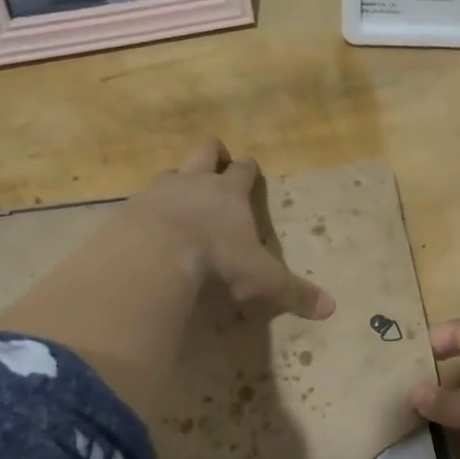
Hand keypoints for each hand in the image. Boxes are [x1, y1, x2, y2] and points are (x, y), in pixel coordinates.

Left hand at [122, 139, 334, 320]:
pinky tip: (148, 231)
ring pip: (170, 171)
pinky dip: (148, 210)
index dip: (248, 169)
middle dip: (213, 155)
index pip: (244, 169)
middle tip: (217, 167)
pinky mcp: (128, 209)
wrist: (152, 256)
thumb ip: (293, 291)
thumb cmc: (217, 260)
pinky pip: (140, 200)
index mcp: (230, 192)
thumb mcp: (262, 279)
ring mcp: (158, 191)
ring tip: (180, 202)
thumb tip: (330, 308)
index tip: (250, 170)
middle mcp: (194, 182)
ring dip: (177, 181)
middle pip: (205, 150)